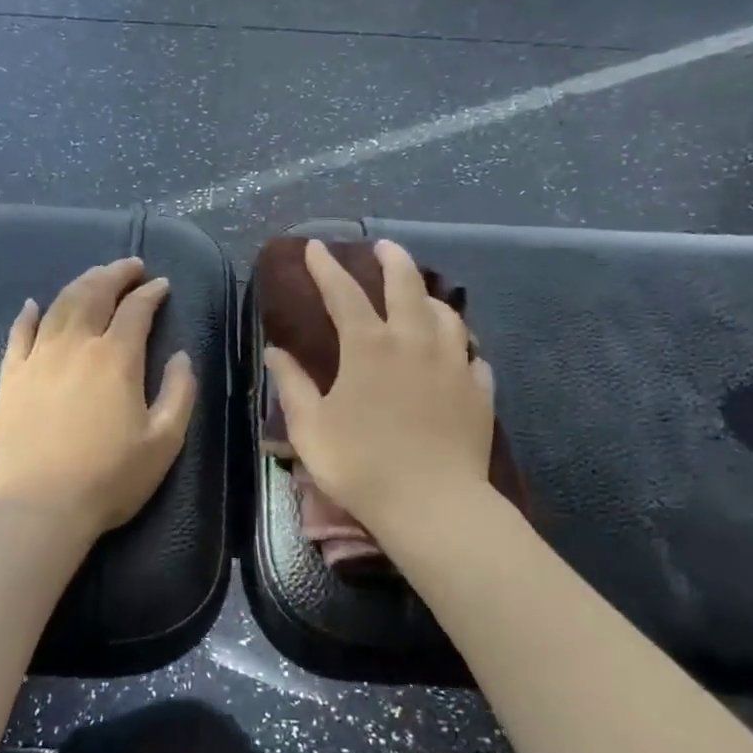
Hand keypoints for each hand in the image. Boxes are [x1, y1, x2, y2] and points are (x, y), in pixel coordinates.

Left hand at [0, 258, 197, 543]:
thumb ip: (180, 392)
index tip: (162, 285)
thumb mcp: (165, 441)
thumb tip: (181, 355)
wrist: (41, 508)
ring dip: (80, 283)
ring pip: (59, 305)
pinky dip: (28, 314)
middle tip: (130, 265)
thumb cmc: (110, 478)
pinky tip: (34, 304)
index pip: (137, 310)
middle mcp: (76, 345)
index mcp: (116, 358)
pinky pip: (18, 333)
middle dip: (115, 273)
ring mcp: (38, 358)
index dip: (152, 293)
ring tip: (95, 276)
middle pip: (95, 293)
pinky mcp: (11, 376)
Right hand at [264, 240, 496, 543]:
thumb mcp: (311, 427)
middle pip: (407, 285)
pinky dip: (461, 346)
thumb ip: (291, 384)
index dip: (326, 267)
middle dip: (393, 259)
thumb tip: (274, 351)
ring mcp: (453, 363)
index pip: (343, 292)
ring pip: (447, 314)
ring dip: (431, 298)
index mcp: (369, 345)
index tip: (315, 247)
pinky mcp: (479, 390)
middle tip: (385, 247)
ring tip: (423, 297)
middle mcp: (414, 341)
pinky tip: (457, 354)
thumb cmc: (361, 464)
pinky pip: (472, 355)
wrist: (432, 505)